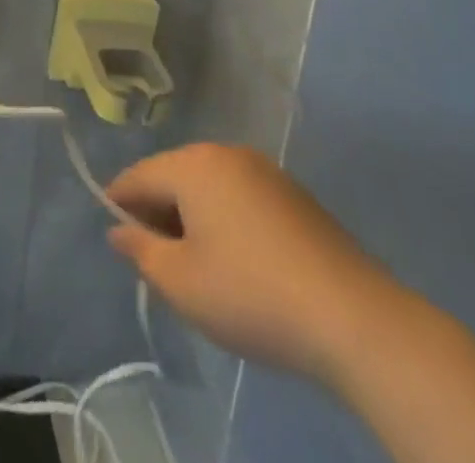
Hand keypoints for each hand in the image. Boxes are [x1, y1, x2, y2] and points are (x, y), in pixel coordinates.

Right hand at [107, 144, 402, 384]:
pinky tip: (240, 263)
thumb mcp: (181, 283)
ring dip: (194, 217)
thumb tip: (119, 229)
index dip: (119, 205)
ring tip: (200, 267)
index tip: (119, 241)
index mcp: (191, 164)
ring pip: (208, 186)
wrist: (355, 320)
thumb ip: (140, 250)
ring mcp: (265, 171)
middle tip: (160, 262)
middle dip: (159, 212)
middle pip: (173, 176)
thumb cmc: (251, 295)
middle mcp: (224, 153)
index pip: (138, 176)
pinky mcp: (295, 195)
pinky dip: (227, 220)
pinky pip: (241, 197)